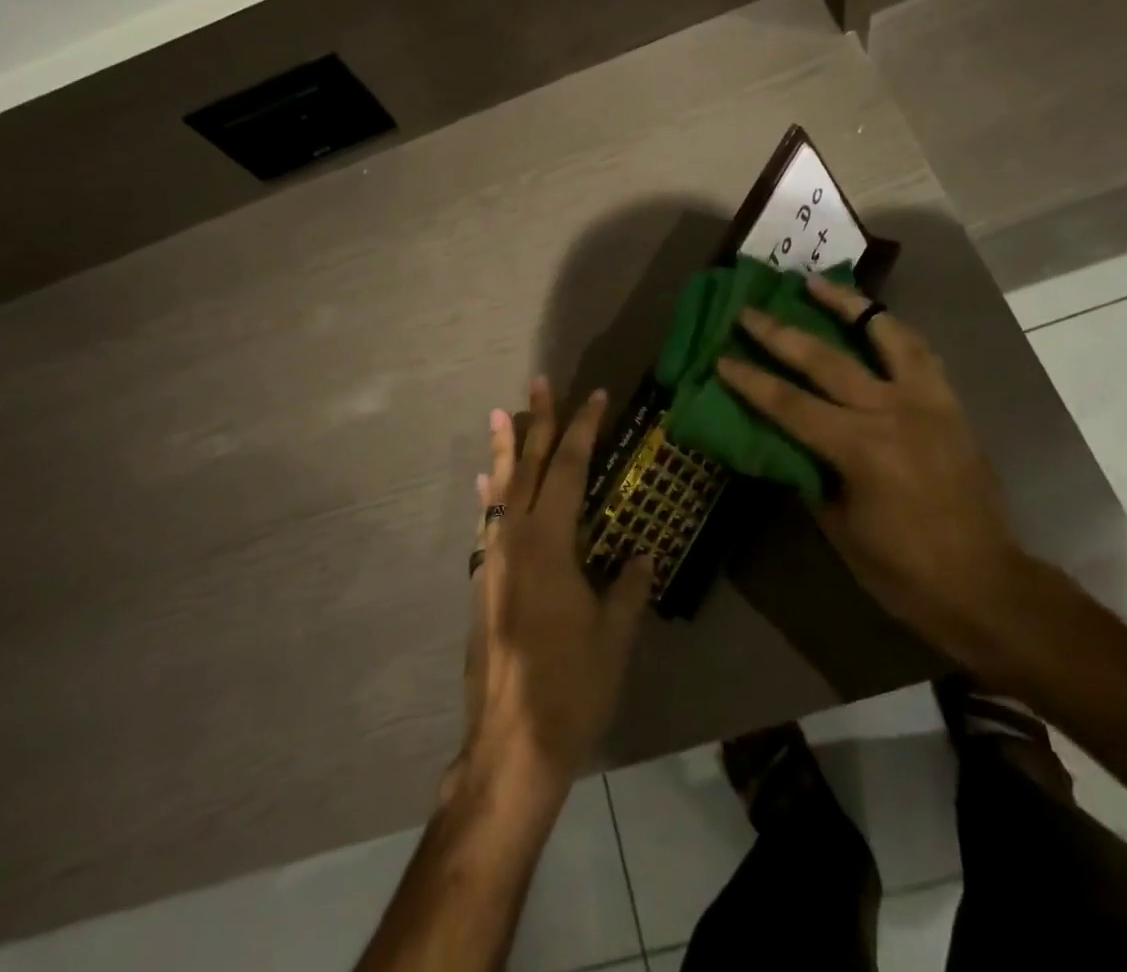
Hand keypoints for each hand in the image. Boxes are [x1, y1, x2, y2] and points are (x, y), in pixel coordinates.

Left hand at [456, 379, 653, 808]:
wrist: (510, 744)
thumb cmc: (571, 686)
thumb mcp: (614, 634)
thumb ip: (629, 586)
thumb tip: (643, 552)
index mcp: (550, 543)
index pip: (570, 469)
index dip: (583, 429)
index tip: (595, 396)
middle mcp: (514, 539)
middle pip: (529, 467)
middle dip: (538, 422)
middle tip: (538, 382)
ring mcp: (493, 559)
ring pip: (500, 490)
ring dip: (505, 450)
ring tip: (501, 415)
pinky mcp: (482, 582)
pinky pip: (487, 522)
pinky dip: (490, 495)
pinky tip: (486, 484)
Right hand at [716, 275, 1027, 652]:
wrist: (987, 586)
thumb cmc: (904, 571)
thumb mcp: (839, 527)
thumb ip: (809, 473)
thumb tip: (783, 441)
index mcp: (860, 449)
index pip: (789, 404)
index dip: (750, 381)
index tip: (721, 358)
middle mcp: (893, 412)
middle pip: (826, 359)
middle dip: (781, 333)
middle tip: (750, 310)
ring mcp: (928, 402)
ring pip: (884, 335)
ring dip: (847, 305)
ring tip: (818, 283)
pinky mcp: (950, 404)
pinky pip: (919, 353)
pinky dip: (892, 330)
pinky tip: (874, 319)